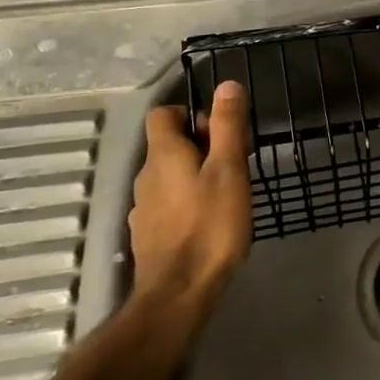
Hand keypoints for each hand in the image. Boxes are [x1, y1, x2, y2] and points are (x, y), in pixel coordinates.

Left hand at [128, 82, 252, 315]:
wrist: (178, 294)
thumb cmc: (210, 225)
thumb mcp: (228, 169)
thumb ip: (227, 126)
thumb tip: (227, 85)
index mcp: (163, 154)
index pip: (163, 114)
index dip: (190, 113)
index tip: (220, 131)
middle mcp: (146, 175)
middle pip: (169, 144)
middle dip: (202, 145)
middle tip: (236, 163)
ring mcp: (143, 207)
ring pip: (170, 175)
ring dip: (196, 174)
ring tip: (228, 193)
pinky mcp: (148, 234)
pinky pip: (168, 202)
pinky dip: (187, 201)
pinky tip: (209, 221)